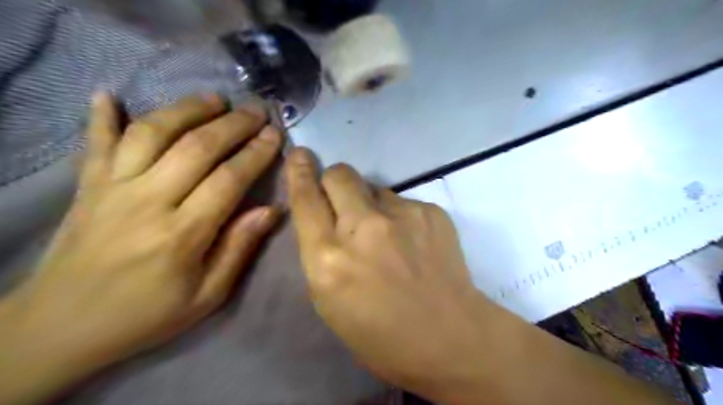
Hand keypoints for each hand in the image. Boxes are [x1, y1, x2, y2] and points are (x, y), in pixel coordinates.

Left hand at [3, 92, 284, 398]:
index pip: (229, 179)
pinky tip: (109, 94)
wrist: (60, 327)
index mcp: (182, 234)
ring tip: (214, 99)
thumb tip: (272, 210)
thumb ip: (239, 248)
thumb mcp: (208, 295)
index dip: (256, 153)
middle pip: (196, 147)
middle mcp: (147, 201)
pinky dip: (101, 116)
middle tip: (257, 111)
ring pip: (152, 133)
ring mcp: (112, 188)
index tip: (275, 135)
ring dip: (186, 109)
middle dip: (233, 124)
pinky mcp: (87, 187)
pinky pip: (95, 143)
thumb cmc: (146, 314)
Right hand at [283, 147, 504, 401]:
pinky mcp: (430, 211)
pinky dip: (399, 216)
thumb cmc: (381, 334)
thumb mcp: (330, 301)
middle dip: (334, 181)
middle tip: (343, 200)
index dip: (299, 173)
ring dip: (371, 204)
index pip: (306, 199)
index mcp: (330, 259)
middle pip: (340, 174)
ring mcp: (402, 215)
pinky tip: (413, 242)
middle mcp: (363, 228)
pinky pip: (402, 201)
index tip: (299, 156)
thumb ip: (321, 252)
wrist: (450, 336)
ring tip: (387, 235)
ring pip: (373, 187)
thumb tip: (325, 217)